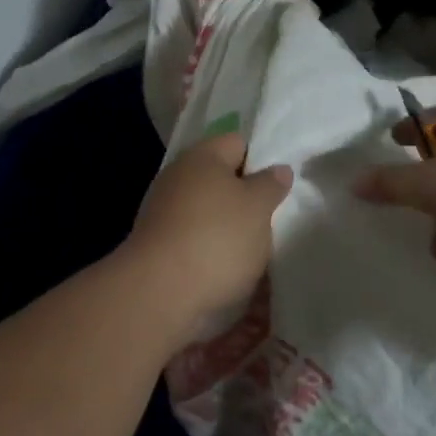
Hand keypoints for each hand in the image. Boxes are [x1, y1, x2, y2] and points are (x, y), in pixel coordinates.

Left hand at [124, 132, 292, 336]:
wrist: (159, 292)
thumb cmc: (216, 238)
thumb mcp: (258, 208)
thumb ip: (271, 185)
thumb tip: (278, 169)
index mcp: (202, 156)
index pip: (238, 143)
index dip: (262, 161)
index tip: (278, 188)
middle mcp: (178, 176)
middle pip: (221, 179)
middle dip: (245, 198)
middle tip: (270, 220)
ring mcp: (163, 210)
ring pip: (208, 211)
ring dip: (229, 228)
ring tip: (253, 252)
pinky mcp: (157, 244)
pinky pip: (193, 238)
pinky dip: (210, 250)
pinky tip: (227, 270)